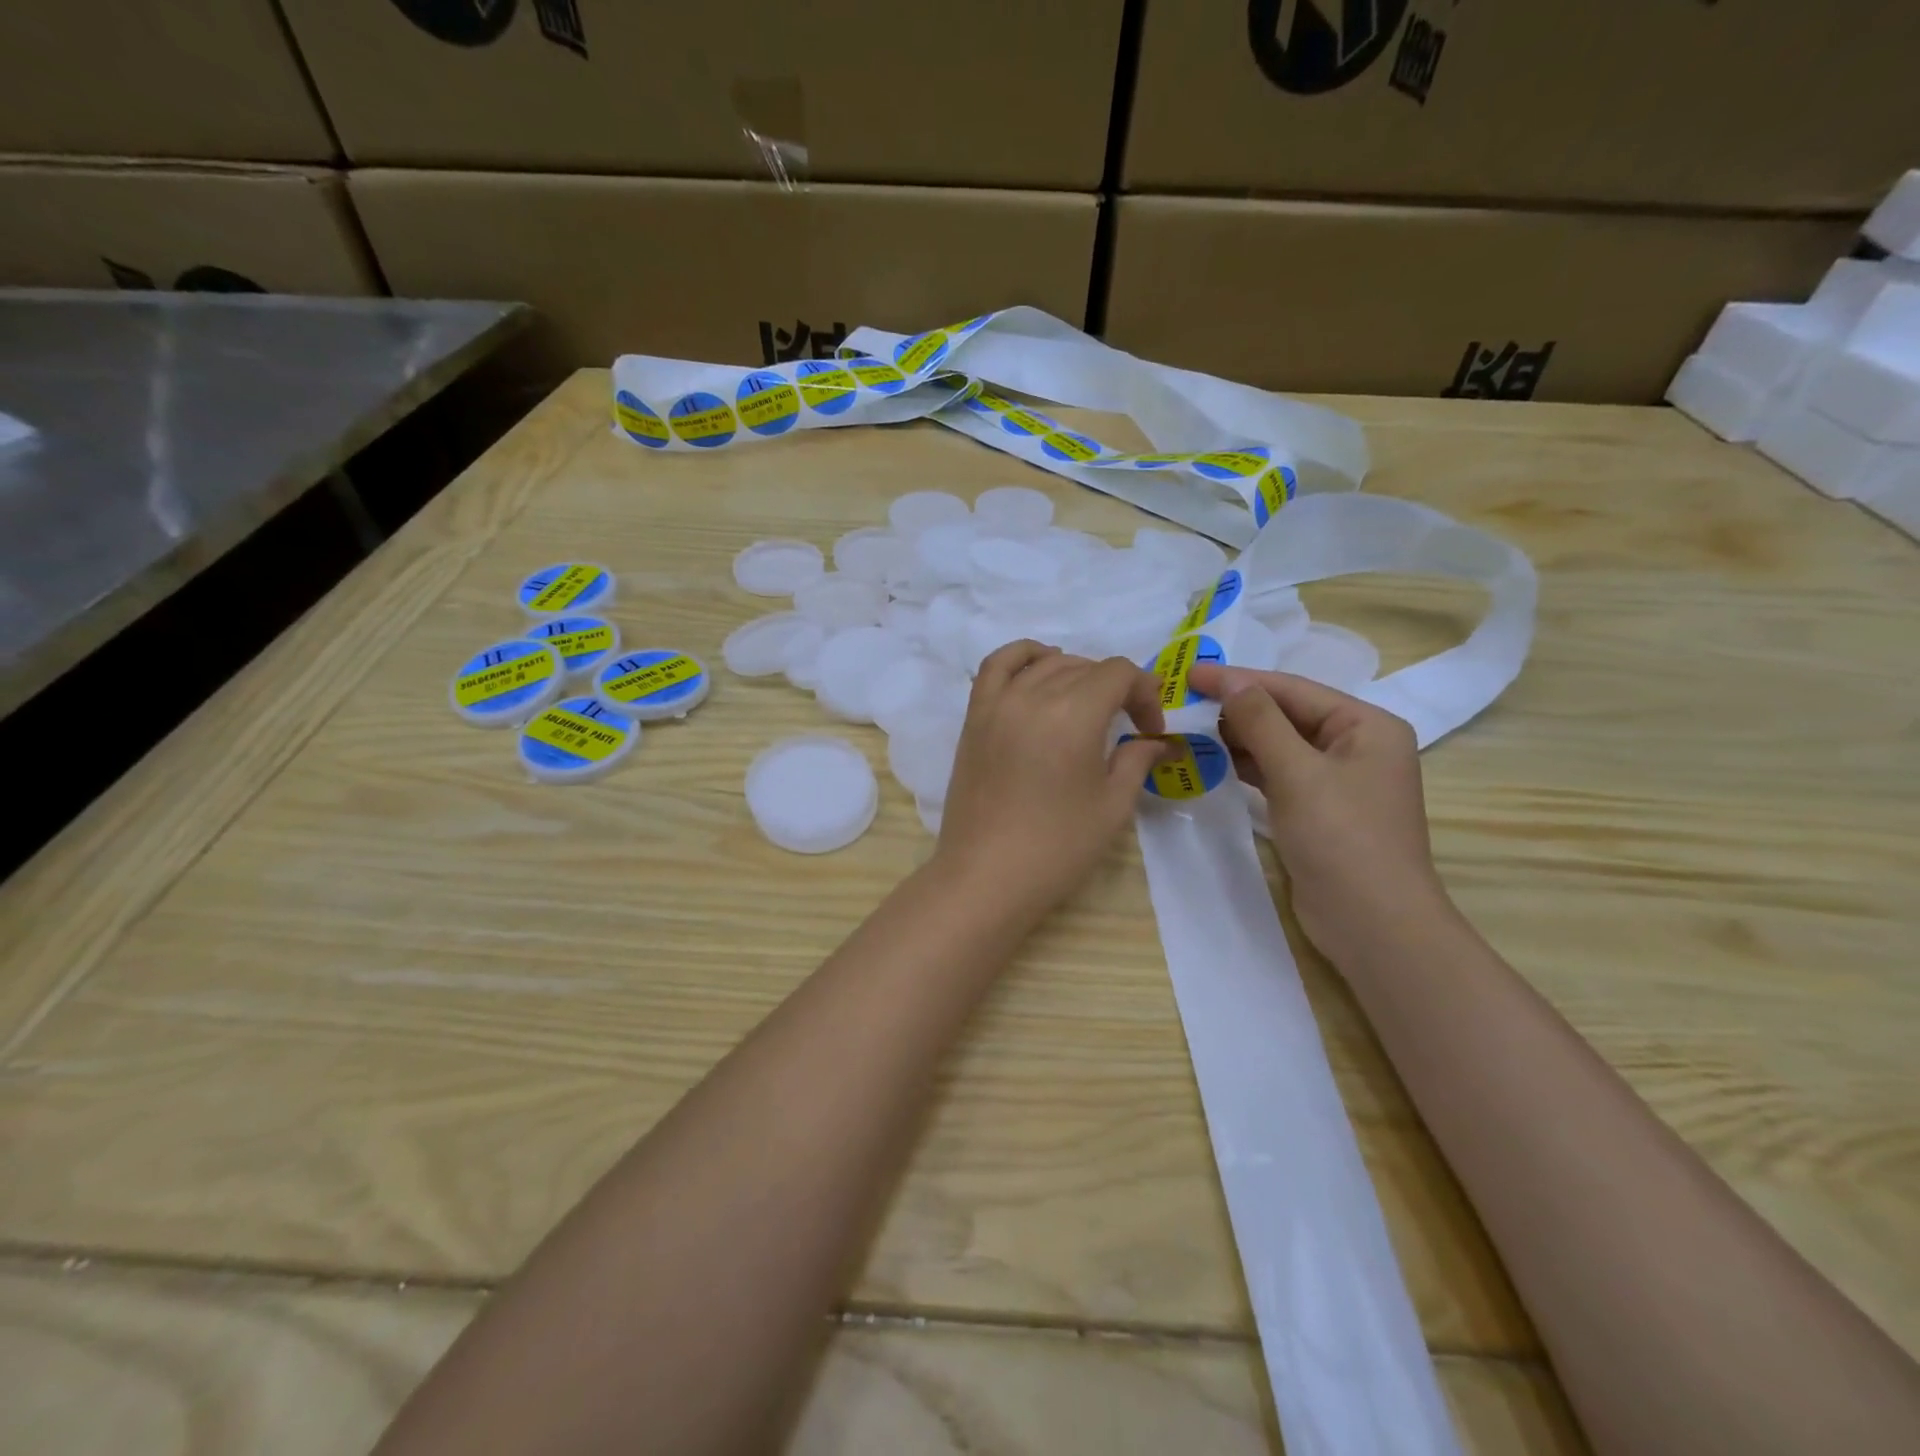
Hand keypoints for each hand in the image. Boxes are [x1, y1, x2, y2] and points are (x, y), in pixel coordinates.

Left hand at [936, 642, 1167, 917]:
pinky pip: (996, 666)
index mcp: (1073, 714)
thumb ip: (1136, 760)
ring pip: (1045, 664)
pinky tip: (1040, 667)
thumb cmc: (1057, 847)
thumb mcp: (1112, 806)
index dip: (1144, 693)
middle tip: (1126, 727)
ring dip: (1075, 673)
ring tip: (1087, 702)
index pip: (1118, 673)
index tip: (1149, 730)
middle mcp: (1032, 696)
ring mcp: (997, 703)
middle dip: (1115, 689)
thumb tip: (1157, 741)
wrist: (986, 876)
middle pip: (1084, 667)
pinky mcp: (974, 717)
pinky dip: (1022, 655)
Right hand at [1188, 664, 1451, 966]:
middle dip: (1237, 708)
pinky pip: (1278, 774)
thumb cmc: (1342, 838)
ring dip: (1238, 737)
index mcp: (1366, 725)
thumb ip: (1261, 722)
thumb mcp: (1298, 772)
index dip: (1239, 679)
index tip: (1190, 673)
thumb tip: (1230, 682)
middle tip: (1184, 702)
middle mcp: (1356, 745)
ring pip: (1279, 745)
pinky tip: (1214, 761)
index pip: (1292, 689)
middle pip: (1286, 714)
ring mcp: (1337, 780)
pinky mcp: (1318, 810)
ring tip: (1190, 728)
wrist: (1372, 924)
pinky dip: (1247, 766)